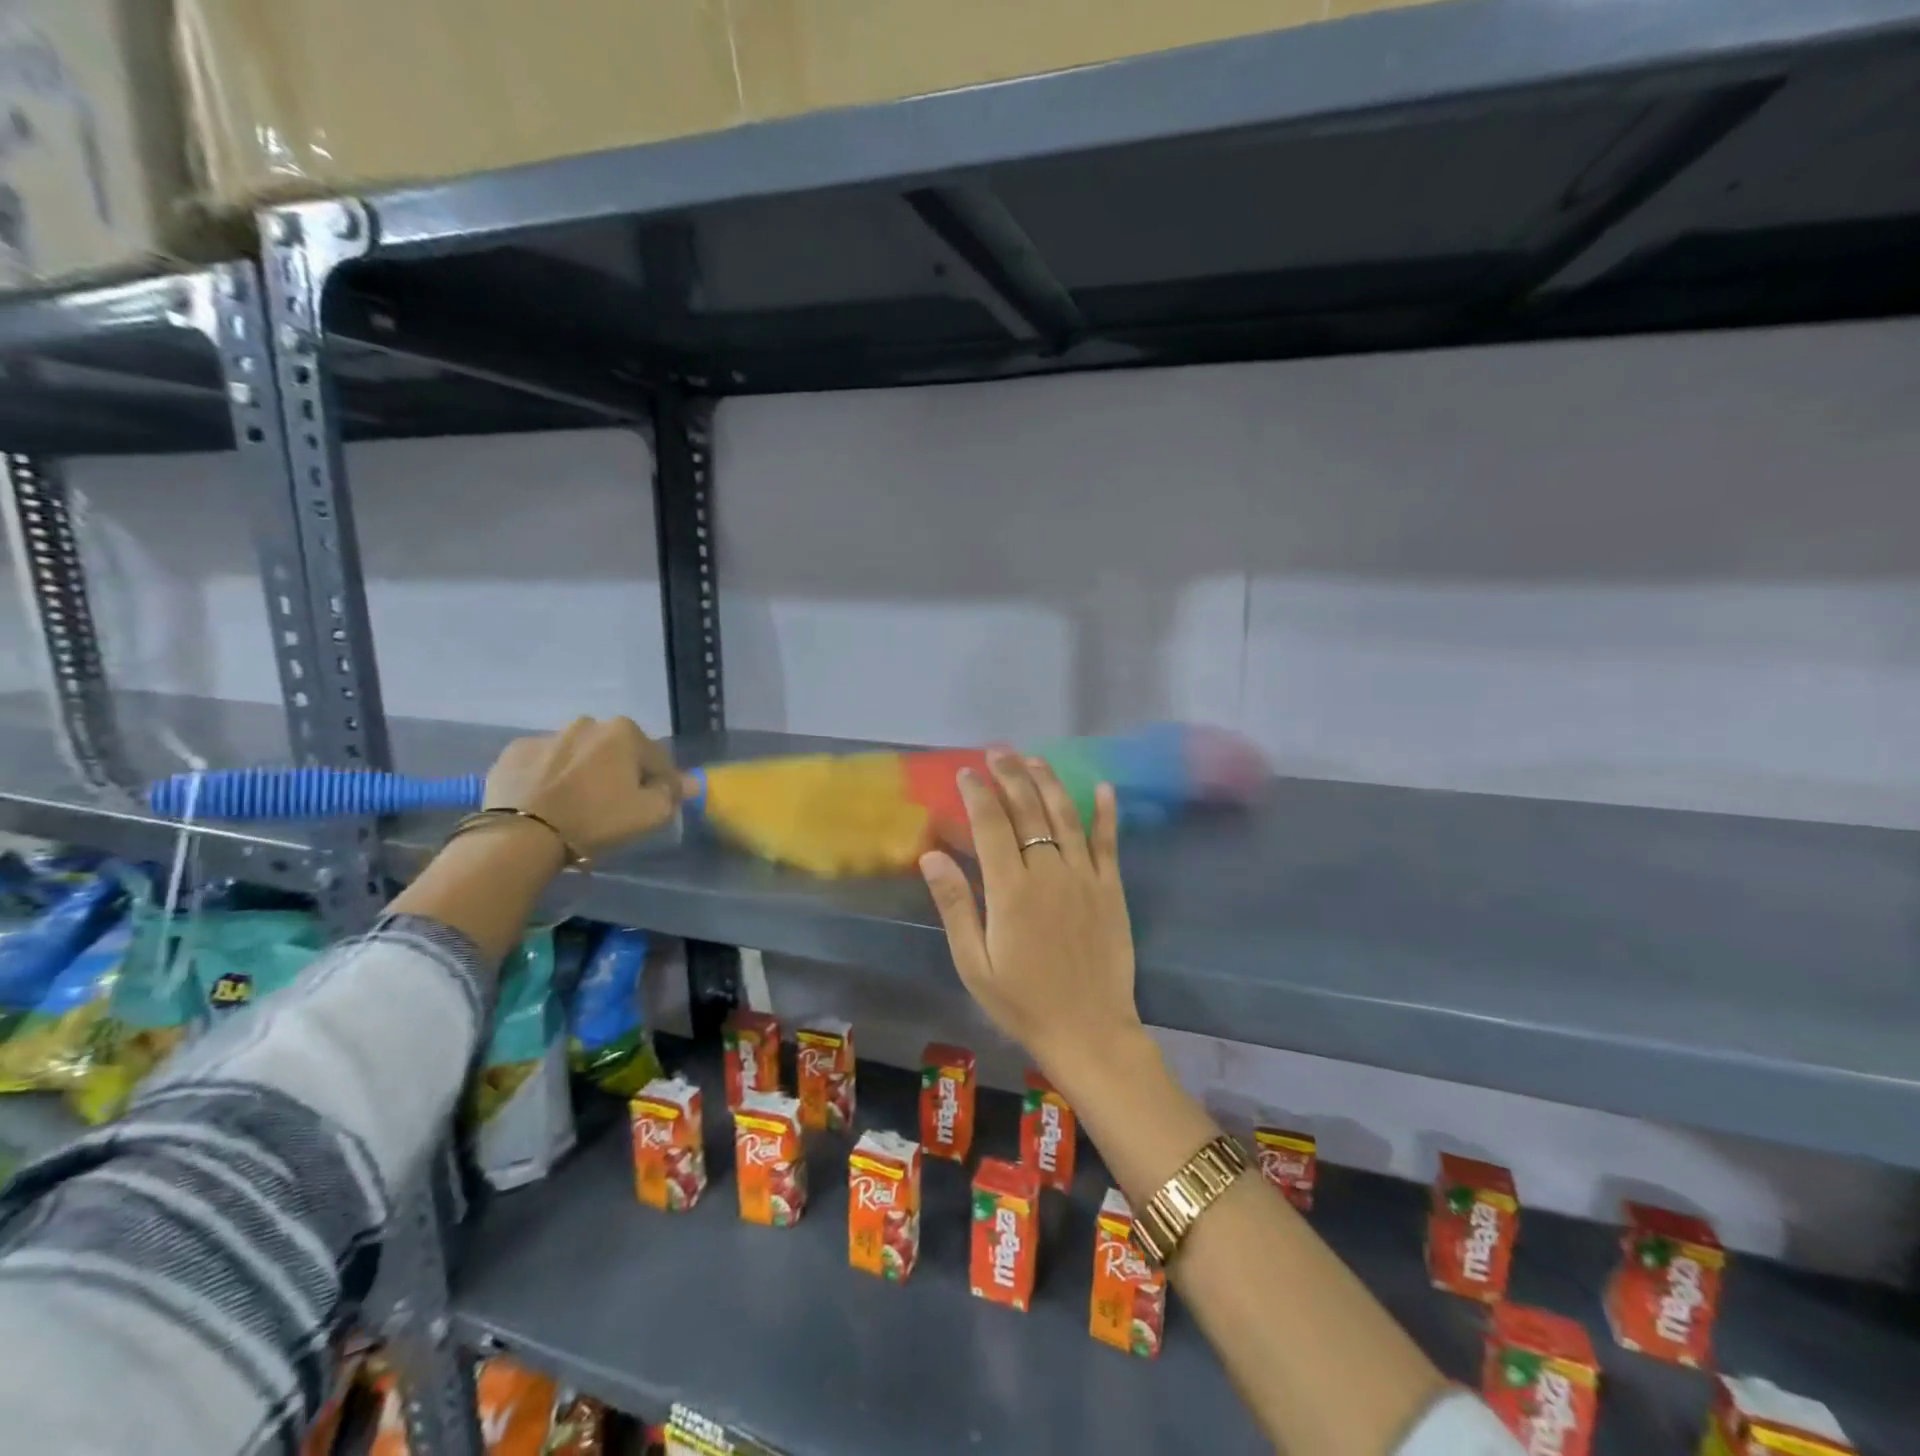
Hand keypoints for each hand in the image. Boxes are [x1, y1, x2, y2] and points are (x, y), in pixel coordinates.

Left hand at [484, 717, 683, 858]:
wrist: (521, 835)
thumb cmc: (596, 820)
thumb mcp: (650, 813)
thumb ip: (673, 793)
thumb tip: (690, 782)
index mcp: (625, 732)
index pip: (657, 758)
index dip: (661, 783)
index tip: (654, 804)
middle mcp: (587, 723)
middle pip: (616, 751)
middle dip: (620, 771)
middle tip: (615, 804)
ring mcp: (547, 735)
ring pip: (579, 754)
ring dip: (585, 771)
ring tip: (578, 803)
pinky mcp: (515, 752)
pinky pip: (544, 763)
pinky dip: (550, 776)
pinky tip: (548, 800)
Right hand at [920, 750, 1142, 1078]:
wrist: (1089, 1032)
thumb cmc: (1023, 1002)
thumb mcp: (974, 963)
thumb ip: (955, 905)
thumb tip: (931, 855)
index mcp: (1011, 890)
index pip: (990, 826)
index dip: (976, 795)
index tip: (965, 773)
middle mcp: (1049, 872)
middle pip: (1027, 810)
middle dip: (1010, 776)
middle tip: (997, 752)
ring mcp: (1084, 877)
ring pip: (1065, 816)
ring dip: (1048, 783)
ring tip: (1034, 758)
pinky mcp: (1111, 889)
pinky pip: (1108, 842)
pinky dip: (1106, 813)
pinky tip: (1102, 787)